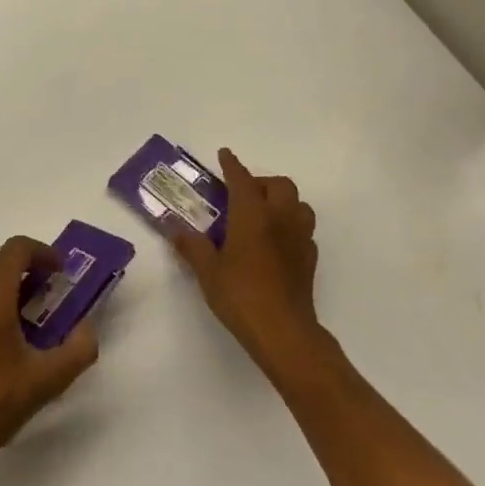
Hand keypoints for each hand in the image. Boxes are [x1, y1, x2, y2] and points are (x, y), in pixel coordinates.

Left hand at [0, 236, 99, 484]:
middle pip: (0, 259)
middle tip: (51, 293)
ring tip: (28, 309)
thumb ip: (78, 350)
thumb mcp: (47, 380)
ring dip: (7, 280)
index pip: (17, 249)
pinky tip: (2, 331)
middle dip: (28, 267)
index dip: (43, 252)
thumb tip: (87, 328)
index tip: (62, 273)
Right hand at [168, 149, 322, 378]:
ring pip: (298, 204)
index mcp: (252, 215)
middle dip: (261, 182)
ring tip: (262, 214)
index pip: (242, 179)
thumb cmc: (240, 295)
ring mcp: (300, 237)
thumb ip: (192, 246)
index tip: (225, 154)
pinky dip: (291, 225)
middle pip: (279, 185)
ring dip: (282, 201)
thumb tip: (174, 229)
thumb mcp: (207, 271)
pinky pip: (304, 229)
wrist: (283, 331)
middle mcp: (280, 218)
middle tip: (241, 194)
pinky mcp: (310, 258)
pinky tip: (276, 241)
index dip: (232, 165)